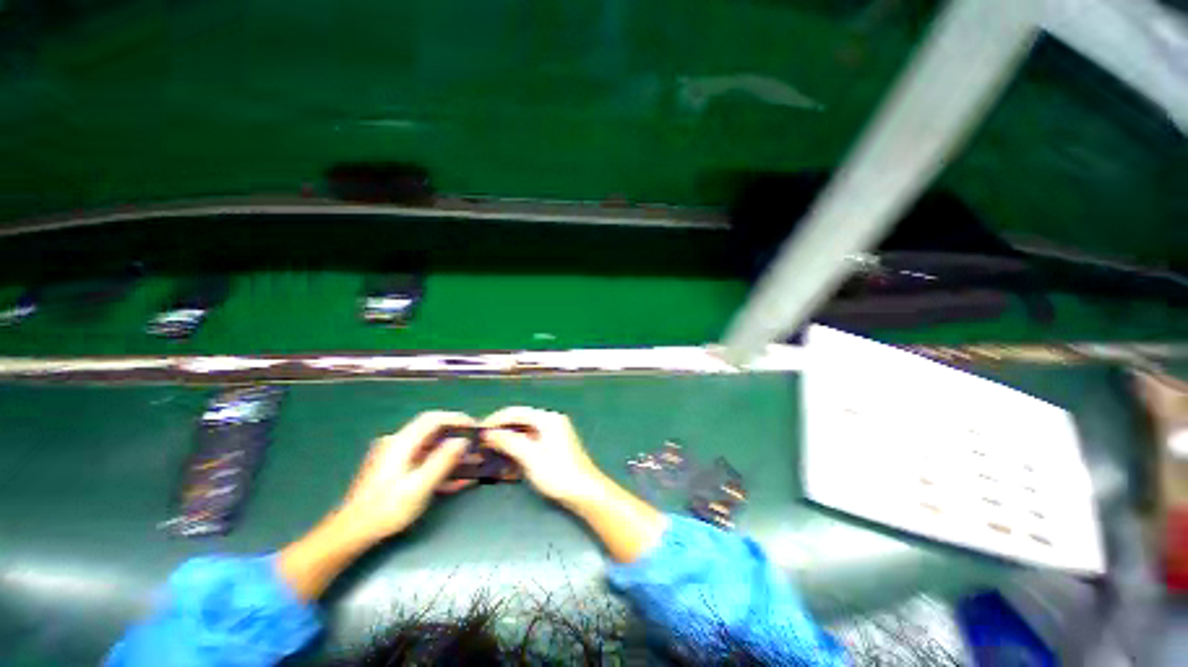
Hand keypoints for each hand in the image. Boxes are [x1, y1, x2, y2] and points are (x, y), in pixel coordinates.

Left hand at [336, 411, 473, 541]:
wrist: (351, 533)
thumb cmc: (386, 510)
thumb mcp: (418, 487)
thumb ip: (442, 461)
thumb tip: (462, 441)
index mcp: (401, 443)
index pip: (433, 419)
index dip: (457, 419)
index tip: (476, 427)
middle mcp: (397, 444)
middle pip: (433, 432)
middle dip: (457, 438)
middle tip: (476, 446)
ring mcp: (395, 456)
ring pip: (430, 447)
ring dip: (451, 454)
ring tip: (472, 464)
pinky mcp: (395, 469)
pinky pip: (423, 460)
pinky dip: (440, 465)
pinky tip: (457, 479)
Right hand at [480, 406, 605, 506]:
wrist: (585, 492)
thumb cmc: (558, 473)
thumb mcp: (531, 457)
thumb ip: (509, 442)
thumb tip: (488, 433)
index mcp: (548, 419)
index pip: (516, 412)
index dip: (495, 420)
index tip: (477, 433)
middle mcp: (550, 421)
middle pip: (519, 421)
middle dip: (500, 432)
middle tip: (480, 445)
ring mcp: (552, 433)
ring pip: (523, 433)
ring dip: (506, 443)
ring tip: (489, 454)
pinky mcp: (552, 446)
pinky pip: (530, 443)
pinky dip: (517, 450)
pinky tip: (505, 462)